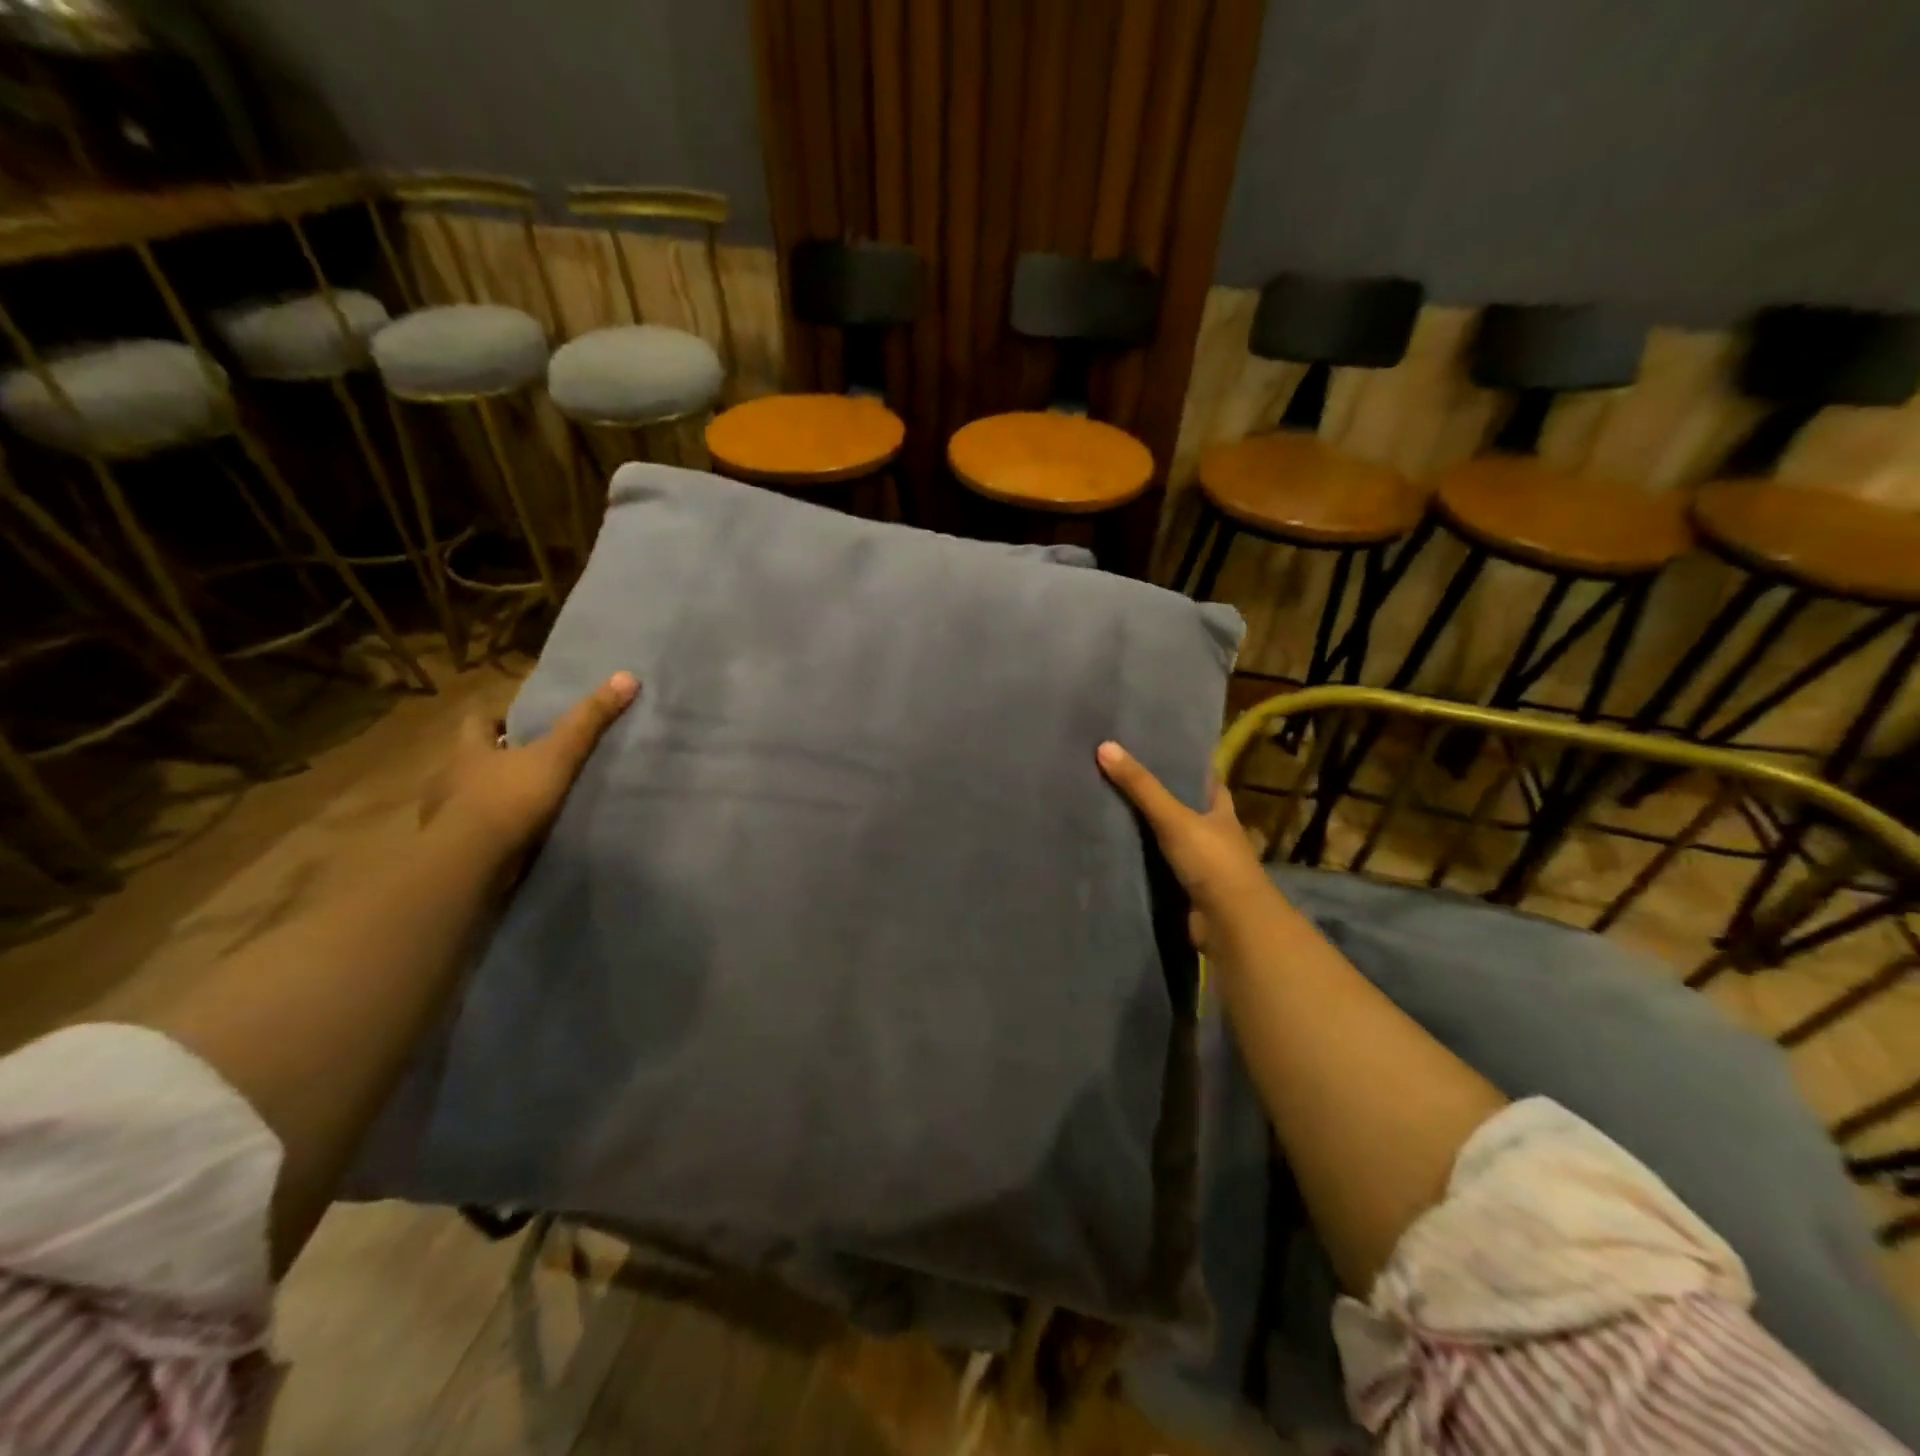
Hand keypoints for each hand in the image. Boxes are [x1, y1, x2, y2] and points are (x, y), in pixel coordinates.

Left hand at [422, 671, 639, 856]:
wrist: (471, 864)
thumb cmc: (510, 798)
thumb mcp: (558, 755)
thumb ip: (589, 720)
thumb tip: (627, 676)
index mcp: (468, 748)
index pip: (477, 721)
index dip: (498, 719)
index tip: (522, 722)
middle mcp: (449, 777)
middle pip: (472, 758)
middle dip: (497, 758)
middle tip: (532, 761)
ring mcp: (445, 815)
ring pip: (469, 796)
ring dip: (492, 796)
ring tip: (527, 803)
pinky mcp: (451, 848)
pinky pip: (473, 831)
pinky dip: (491, 830)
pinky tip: (514, 837)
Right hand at [1097, 740, 1271, 952]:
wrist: (1230, 924)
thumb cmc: (1212, 862)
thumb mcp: (1174, 817)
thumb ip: (1140, 786)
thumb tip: (1104, 746)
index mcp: (1220, 809)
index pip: (1203, 778)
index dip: (1182, 763)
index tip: (1152, 748)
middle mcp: (1213, 833)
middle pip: (1182, 807)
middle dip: (1156, 795)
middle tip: (1118, 775)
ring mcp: (1201, 863)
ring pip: (1168, 837)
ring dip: (1145, 828)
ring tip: (1106, 805)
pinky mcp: (1185, 888)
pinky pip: (1158, 865)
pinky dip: (1140, 858)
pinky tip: (1114, 847)